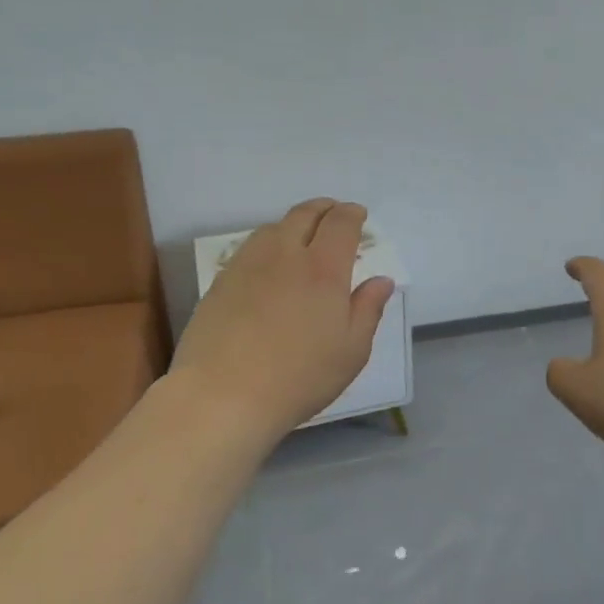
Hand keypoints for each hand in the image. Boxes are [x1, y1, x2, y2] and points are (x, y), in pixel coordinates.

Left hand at [170, 200, 394, 436]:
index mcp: (324, 269)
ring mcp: (248, 265)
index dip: (352, 214)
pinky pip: (250, 248)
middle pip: (304, 214)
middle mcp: (285, 255)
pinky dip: (268, 243)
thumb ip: (368, 310)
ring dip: (294, 223)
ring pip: (273, 227)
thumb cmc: (300, 377)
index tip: (359, 215)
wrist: (224, 395)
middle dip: (324, 208)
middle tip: (334, 214)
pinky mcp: (221, 282)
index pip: (340, 223)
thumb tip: (381, 280)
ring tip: (302, 236)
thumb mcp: (351, 351)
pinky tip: (269, 264)